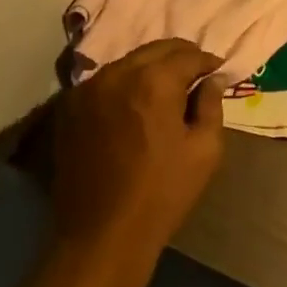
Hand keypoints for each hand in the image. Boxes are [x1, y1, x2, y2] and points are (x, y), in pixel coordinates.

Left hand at [50, 39, 226, 286]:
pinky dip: (124, 84)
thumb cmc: (162, 194)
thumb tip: (212, 79)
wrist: (101, 236)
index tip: (218, 72)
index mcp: (154, 80)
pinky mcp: (69, 107)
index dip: (208, 62)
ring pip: (129, 62)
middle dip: (180, 57)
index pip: (188, 54)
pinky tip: (133, 105)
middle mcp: (117, 73)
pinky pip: (105, 82)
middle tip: (195, 75)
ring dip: (150, 69)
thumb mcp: (205, 150)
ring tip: (164, 91)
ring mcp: (88, 88)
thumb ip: (211, 105)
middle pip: (156, 49)